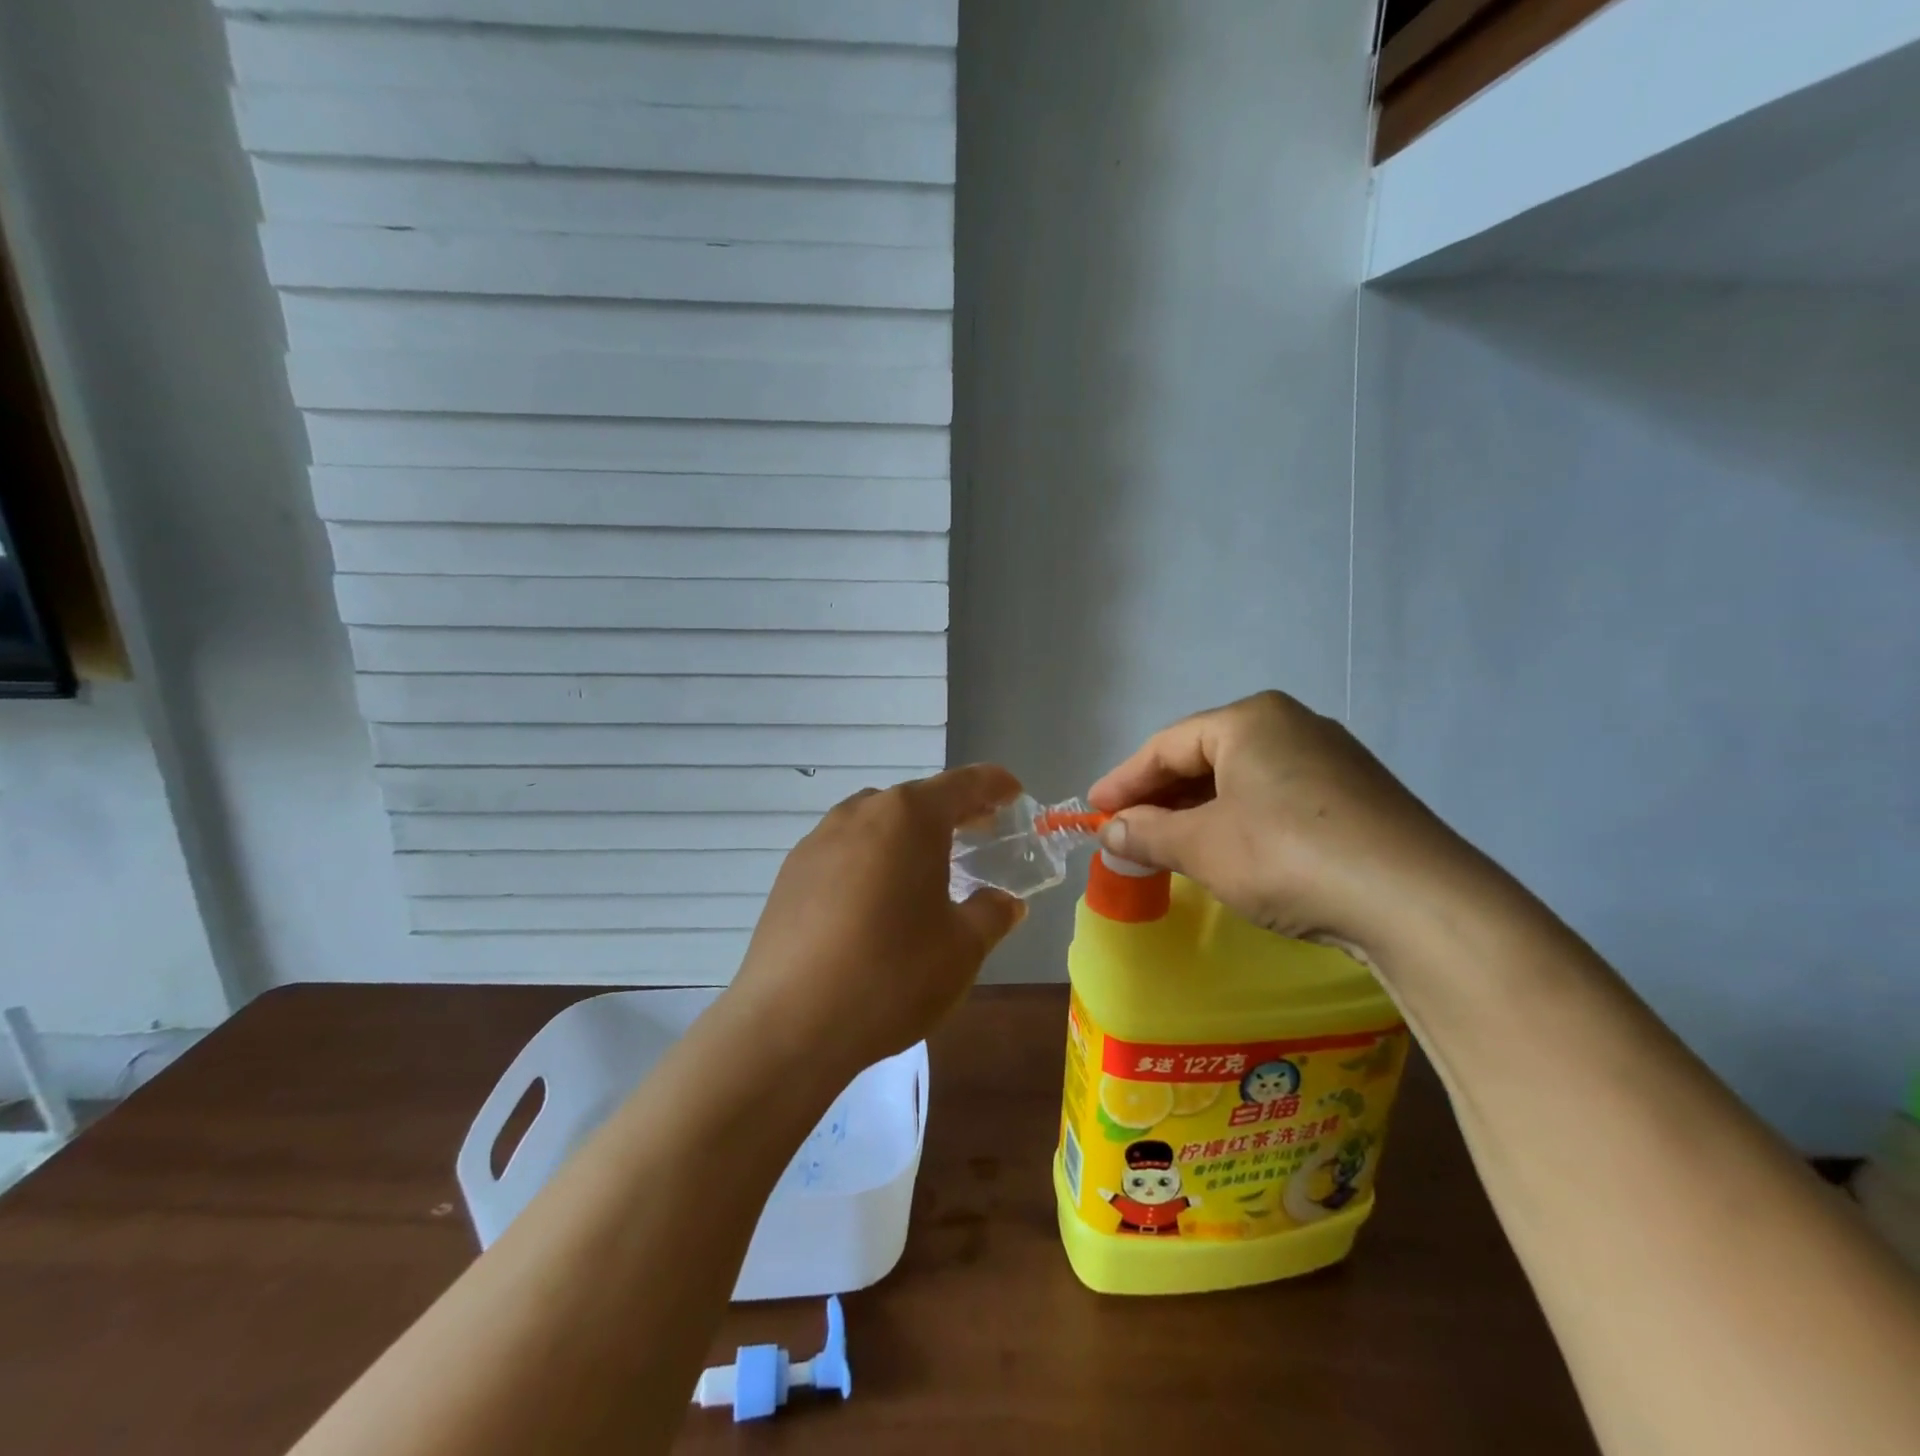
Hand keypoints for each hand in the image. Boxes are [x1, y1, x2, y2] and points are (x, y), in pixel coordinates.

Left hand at [724, 766, 1027, 1081]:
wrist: (790, 1022)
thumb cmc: (892, 974)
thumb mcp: (962, 948)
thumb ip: (991, 914)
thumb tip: (1003, 902)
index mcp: (908, 817)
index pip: (962, 784)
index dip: (993, 784)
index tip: (1013, 792)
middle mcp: (860, 813)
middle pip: (915, 799)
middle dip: (951, 812)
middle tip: (978, 832)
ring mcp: (818, 840)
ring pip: (875, 823)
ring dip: (906, 835)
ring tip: (925, 869)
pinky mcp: (790, 873)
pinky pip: (843, 850)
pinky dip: (870, 859)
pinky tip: (874, 901)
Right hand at [1087, 691, 1481, 961]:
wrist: (1417, 901)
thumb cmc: (1287, 856)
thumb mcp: (1202, 847)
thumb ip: (1147, 833)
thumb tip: (1110, 832)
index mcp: (1250, 719)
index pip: (1167, 745)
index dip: (1123, 780)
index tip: (1092, 811)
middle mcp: (1291, 725)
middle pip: (1204, 758)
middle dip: (1160, 797)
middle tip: (1125, 831)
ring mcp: (1331, 759)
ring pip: (1241, 779)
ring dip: (1198, 812)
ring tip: (1169, 845)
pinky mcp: (1356, 796)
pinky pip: (1276, 798)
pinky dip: (1239, 821)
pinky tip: (1229, 851)